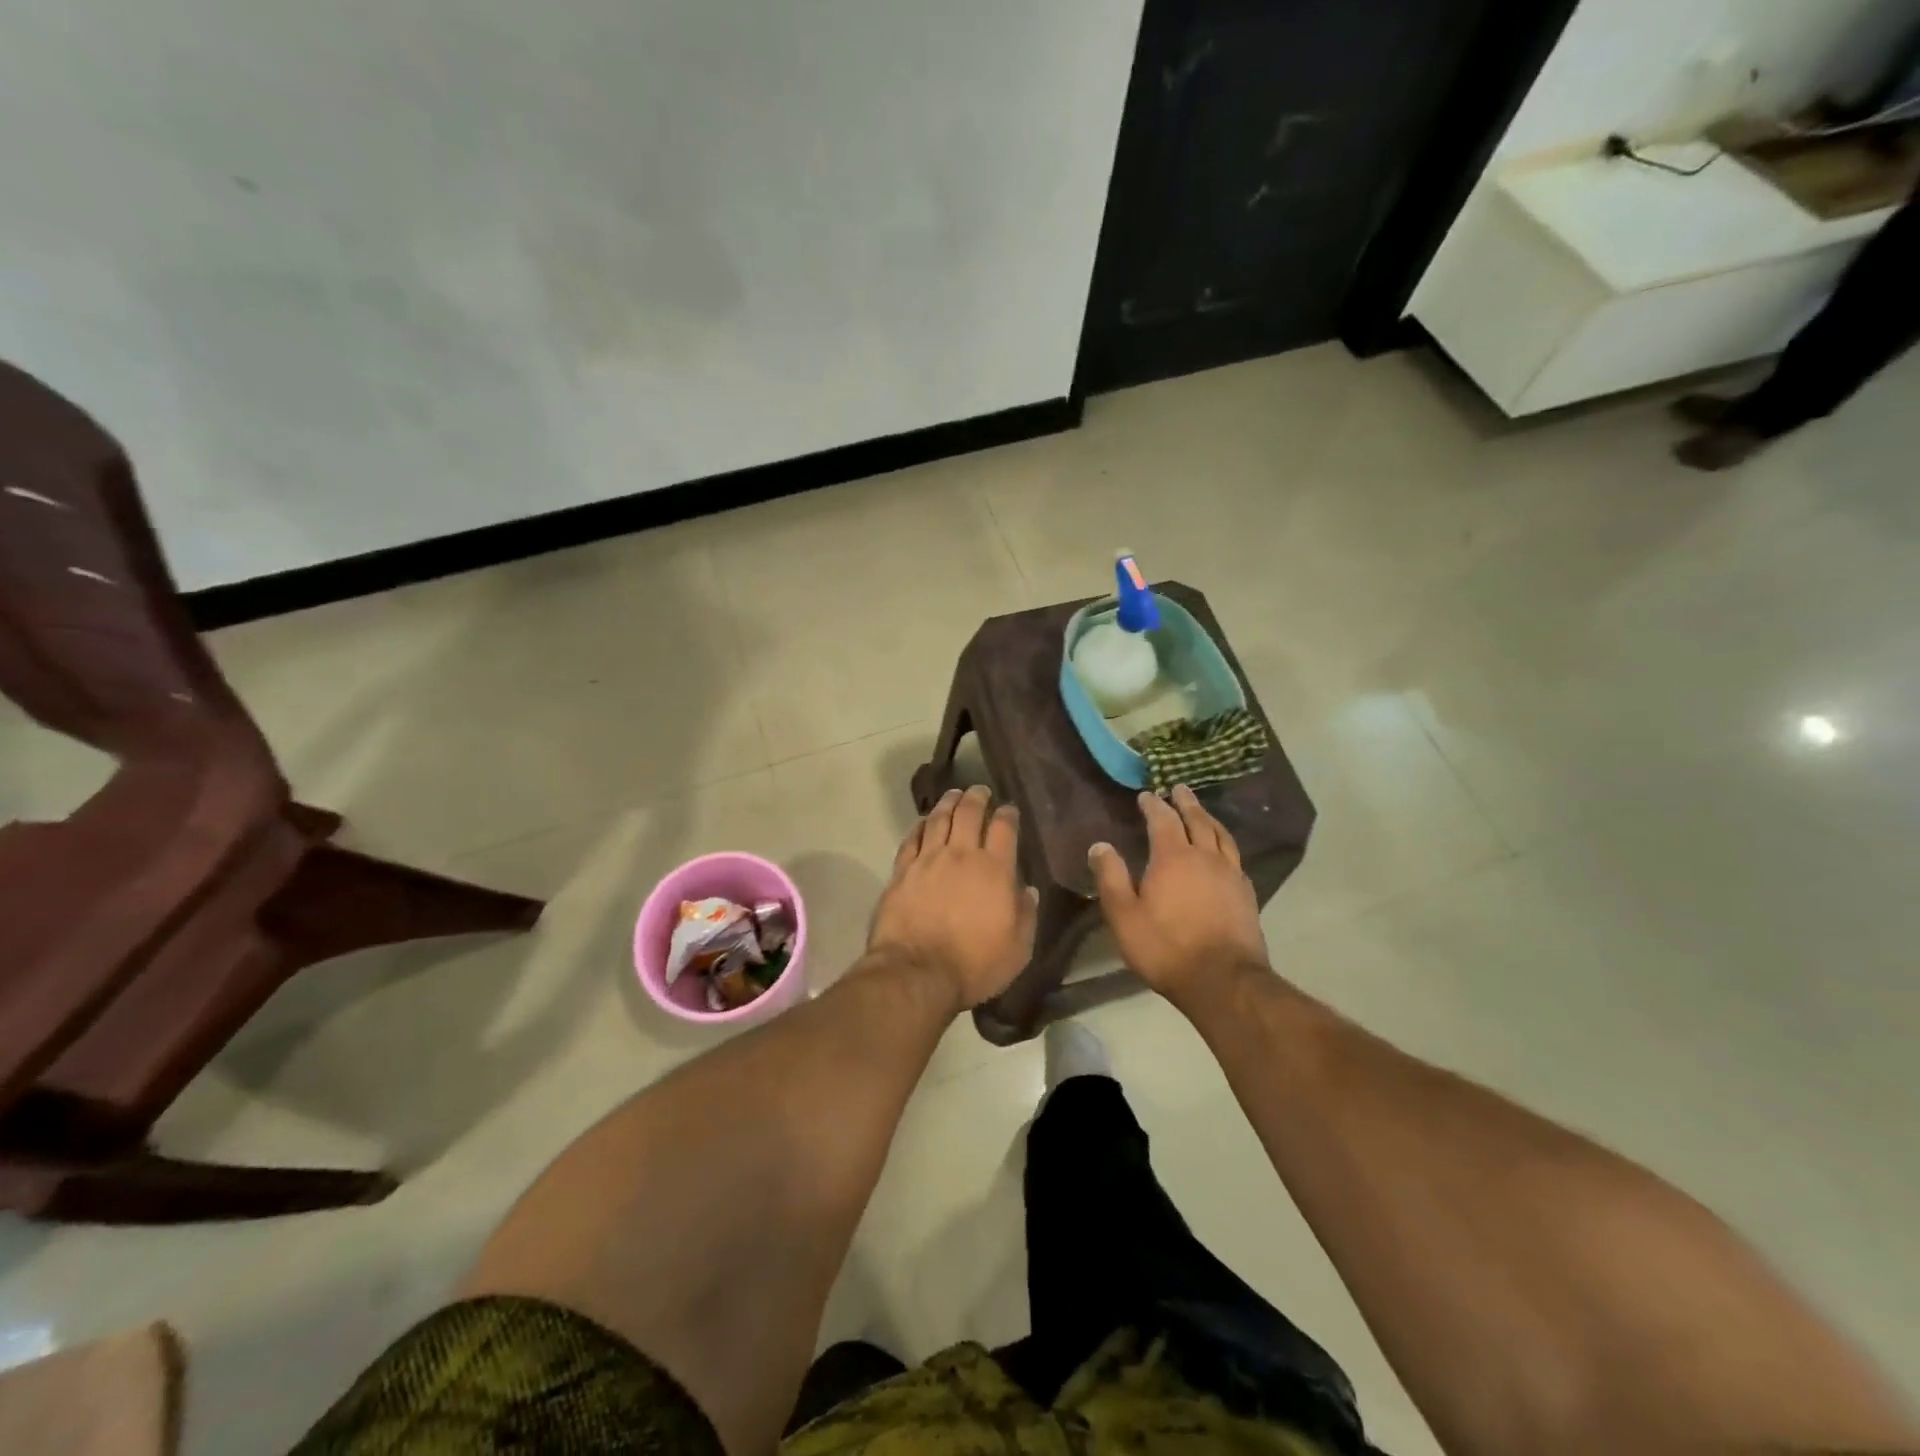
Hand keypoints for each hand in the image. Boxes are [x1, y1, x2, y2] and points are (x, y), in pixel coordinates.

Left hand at [867, 785, 1037, 1009]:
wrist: (917, 973)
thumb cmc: (974, 965)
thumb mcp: (1017, 948)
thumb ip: (1025, 915)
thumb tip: (1027, 890)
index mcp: (994, 869)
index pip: (1004, 828)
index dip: (1007, 813)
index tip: (1008, 808)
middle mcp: (961, 855)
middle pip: (969, 813)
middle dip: (976, 797)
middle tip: (980, 790)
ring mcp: (928, 860)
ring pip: (939, 819)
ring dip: (948, 802)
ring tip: (954, 794)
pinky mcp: (902, 871)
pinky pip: (912, 838)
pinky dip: (920, 825)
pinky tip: (924, 821)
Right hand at [1089, 784, 1269, 1005]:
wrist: (1223, 981)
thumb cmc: (1165, 947)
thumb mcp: (1124, 915)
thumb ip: (1111, 877)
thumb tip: (1100, 845)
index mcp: (1173, 857)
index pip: (1163, 820)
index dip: (1153, 805)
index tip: (1146, 795)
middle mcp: (1205, 857)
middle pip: (1197, 820)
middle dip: (1186, 802)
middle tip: (1180, 788)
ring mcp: (1231, 874)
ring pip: (1221, 835)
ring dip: (1209, 818)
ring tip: (1202, 810)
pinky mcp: (1246, 894)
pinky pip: (1235, 856)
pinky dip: (1225, 843)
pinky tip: (1223, 850)